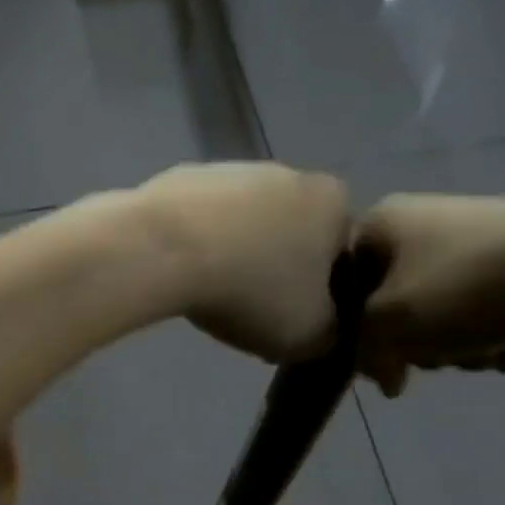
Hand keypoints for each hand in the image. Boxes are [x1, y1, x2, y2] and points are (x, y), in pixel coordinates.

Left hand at [134, 163, 353, 361]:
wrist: (163, 251)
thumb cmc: (252, 290)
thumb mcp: (311, 334)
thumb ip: (332, 332)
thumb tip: (324, 328)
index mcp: (333, 201)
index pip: (341, 255)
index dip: (322, 296)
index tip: (295, 322)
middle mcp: (288, 172)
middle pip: (291, 235)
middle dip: (275, 271)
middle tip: (251, 313)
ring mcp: (230, 170)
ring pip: (243, 227)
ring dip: (233, 257)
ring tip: (210, 297)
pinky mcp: (181, 178)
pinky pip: (199, 224)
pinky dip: (195, 247)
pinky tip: (180, 275)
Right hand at [354, 194, 504, 395]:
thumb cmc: (469, 288)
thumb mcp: (389, 323)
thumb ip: (362, 349)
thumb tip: (383, 376)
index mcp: (386, 222)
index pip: (344, 282)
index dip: (352, 328)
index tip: (373, 360)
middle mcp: (426, 223)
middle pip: (394, 304)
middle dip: (416, 341)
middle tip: (434, 355)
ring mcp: (478, 242)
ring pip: (443, 315)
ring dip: (459, 347)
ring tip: (487, 351)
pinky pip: (489, 313)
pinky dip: (498, 337)